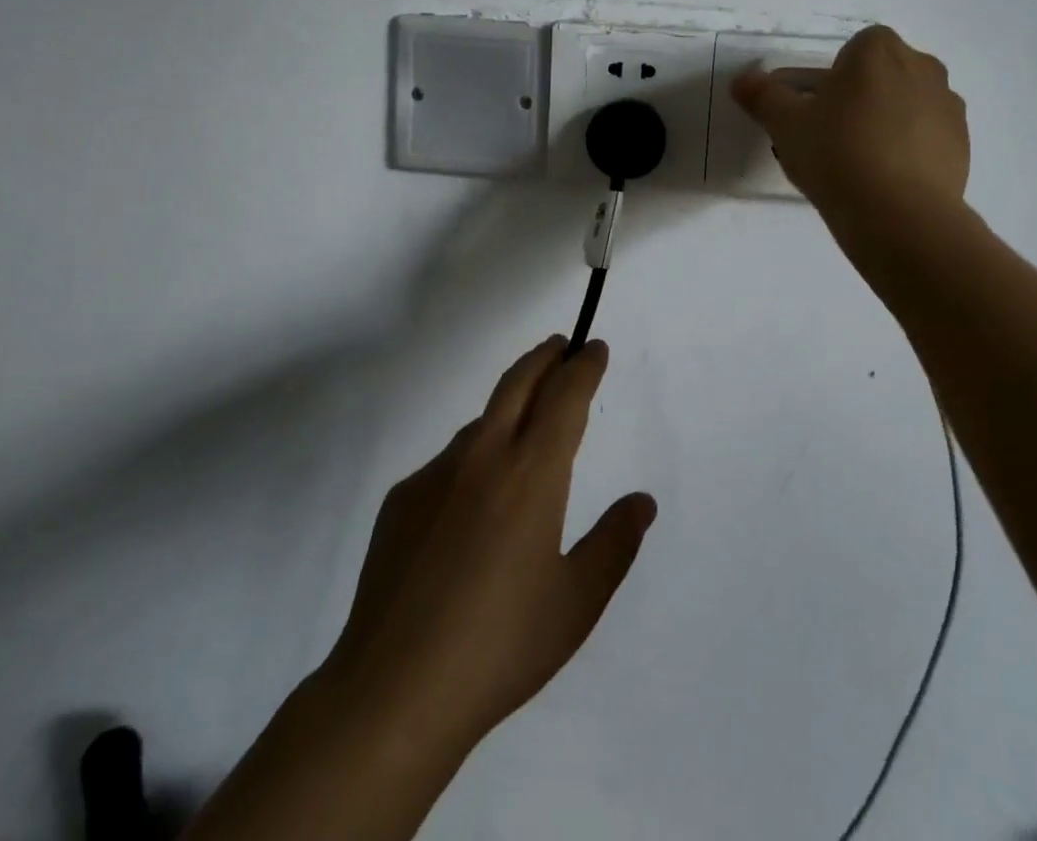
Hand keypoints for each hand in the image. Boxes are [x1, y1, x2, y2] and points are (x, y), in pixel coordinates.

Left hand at [323, 335, 656, 754]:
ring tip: (523, 432)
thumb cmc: (501, 646)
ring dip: (508, 409)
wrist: (395, 691)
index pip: (564, 397)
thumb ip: (614, 543)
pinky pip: (447, 463)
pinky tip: (470, 507)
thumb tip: (641, 501)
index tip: (594, 349)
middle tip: (561, 347)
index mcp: (532, 474)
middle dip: (544, 357)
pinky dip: (472, 460)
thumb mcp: (576, 602)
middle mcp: (483, 457)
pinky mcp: (401, 500)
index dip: (583, 367)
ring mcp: (435, 475)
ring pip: (481, 422)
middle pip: (517, 383)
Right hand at [731, 25, 969, 236]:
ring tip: (858, 164)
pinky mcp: (963, 144)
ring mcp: (948, 105)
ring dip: (885, 122)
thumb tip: (742, 81)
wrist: (898, 214)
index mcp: (878, 50)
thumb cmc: (836, 153)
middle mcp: (922, 66)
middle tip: (830, 137)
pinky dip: (907, 149)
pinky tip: (885, 181)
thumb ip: (762, 96)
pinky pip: (926, 136)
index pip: (851, 51)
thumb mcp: (785, 124)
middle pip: (881, 76)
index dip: (830, 80)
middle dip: (859, 98)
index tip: (815, 112)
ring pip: (905, 105)